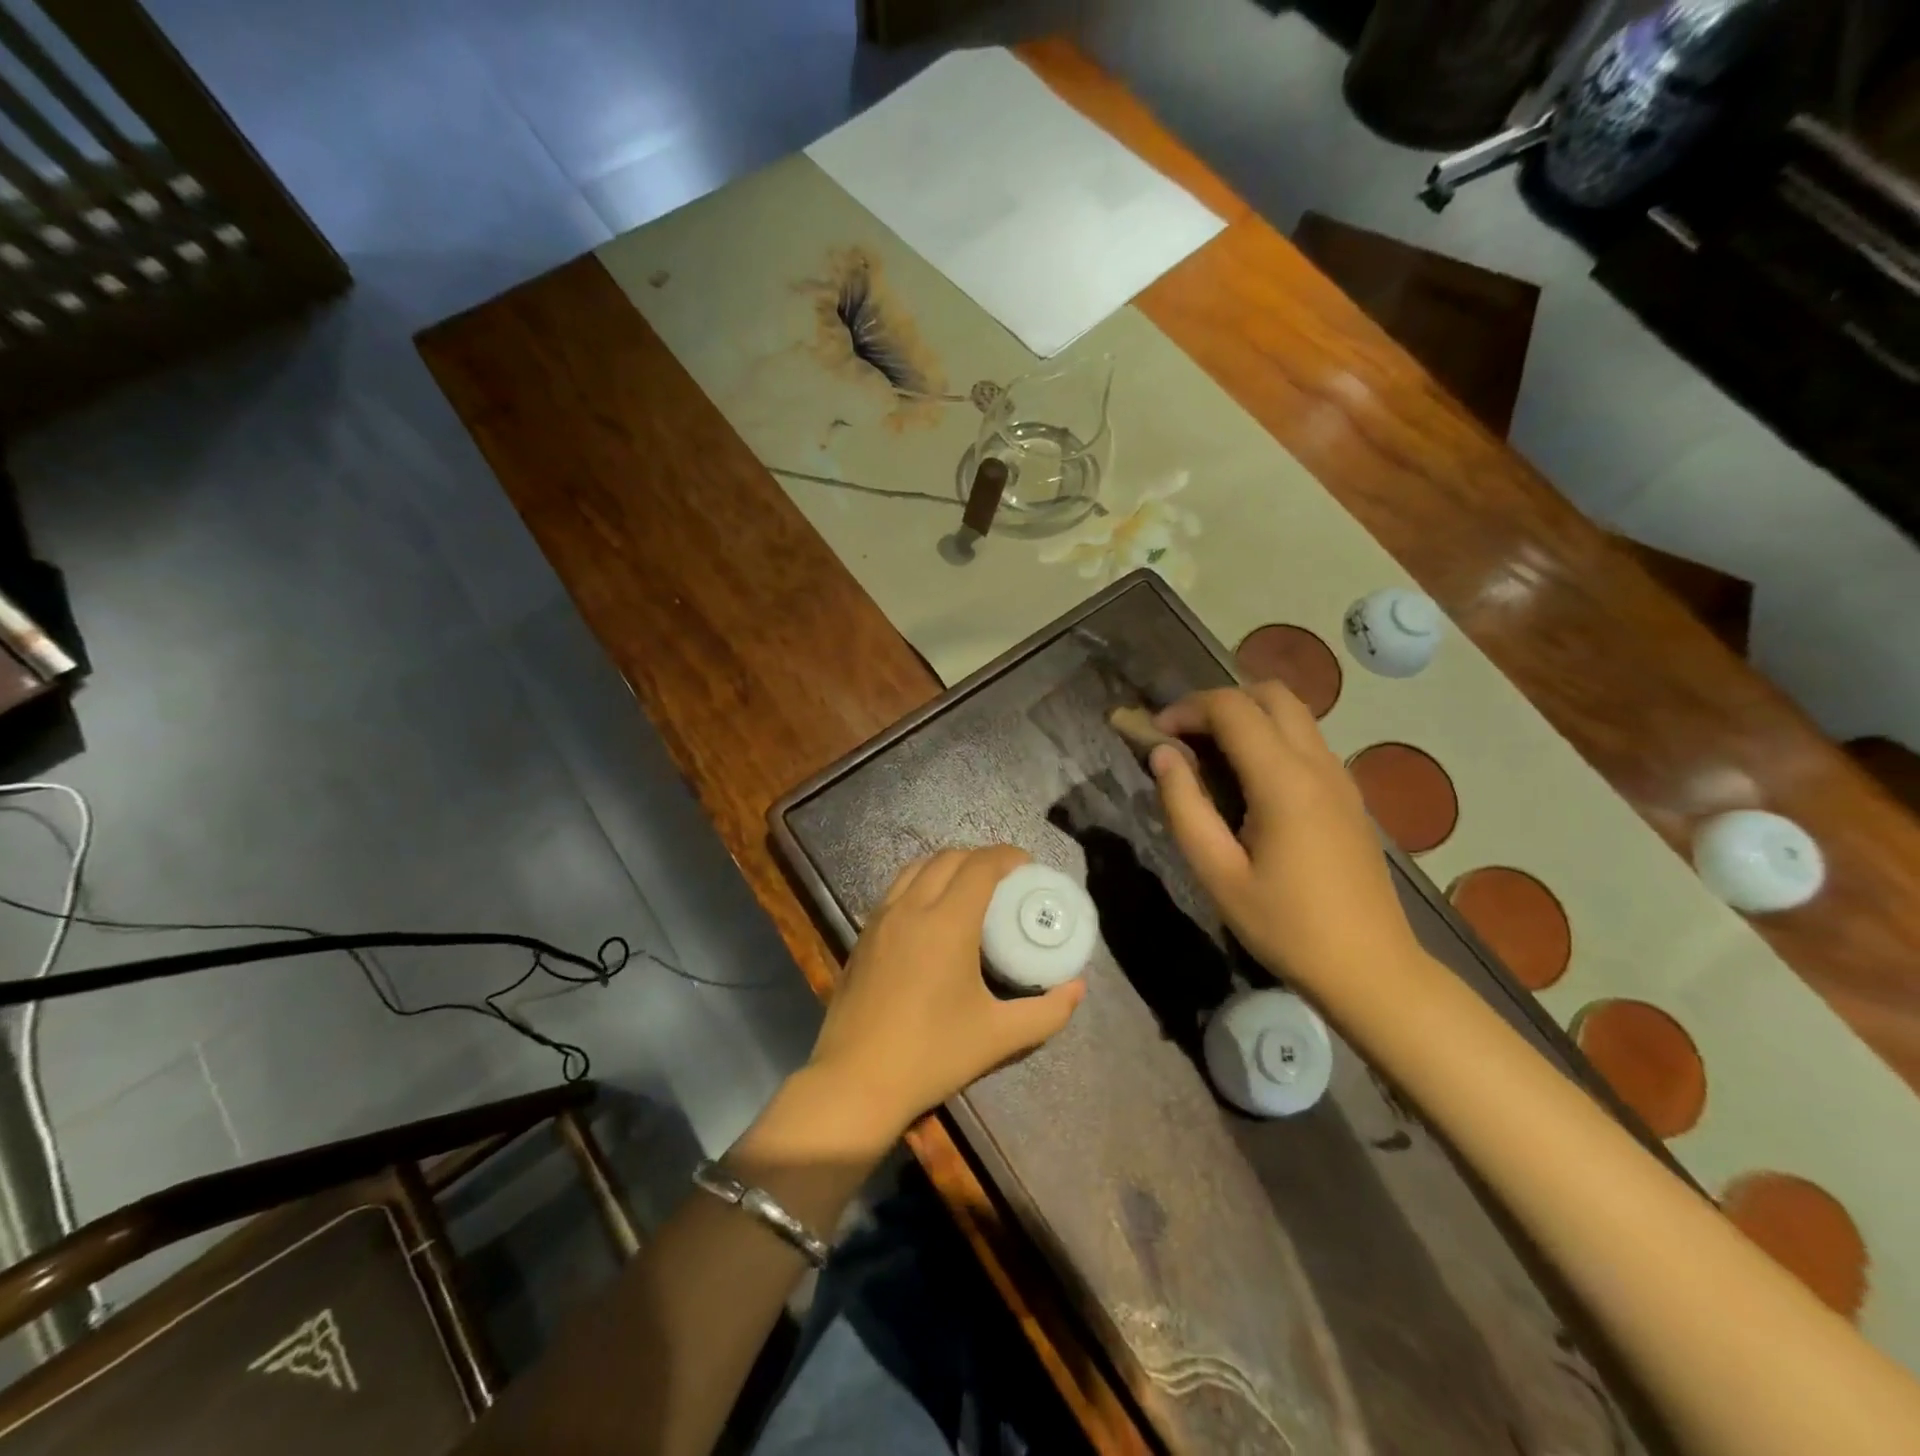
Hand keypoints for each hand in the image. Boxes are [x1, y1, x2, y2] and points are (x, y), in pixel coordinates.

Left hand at [806, 845, 1087, 1143]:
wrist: (855, 1080)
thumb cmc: (931, 1055)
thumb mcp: (999, 1037)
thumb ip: (1046, 1012)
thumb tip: (1077, 988)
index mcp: (947, 923)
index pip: (980, 866)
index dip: (1007, 856)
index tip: (1028, 867)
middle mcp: (911, 908)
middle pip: (949, 858)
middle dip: (980, 858)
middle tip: (1005, 880)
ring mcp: (881, 918)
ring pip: (917, 867)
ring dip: (948, 866)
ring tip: (969, 888)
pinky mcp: (863, 934)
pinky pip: (897, 889)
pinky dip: (921, 882)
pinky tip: (931, 913)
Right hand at [1149, 684, 1420, 997]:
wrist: (1371, 969)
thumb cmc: (1286, 927)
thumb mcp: (1218, 874)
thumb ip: (1185, 806)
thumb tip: (1162, 755)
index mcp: (1284, 781)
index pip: (1232, 708)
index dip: (1186, 709)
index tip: (1156, 736)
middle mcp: (1318, 764)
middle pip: (1270, 694)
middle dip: (1219, 702)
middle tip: (1184, 737)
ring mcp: (1340, 778)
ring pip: (1293, 714)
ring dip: (1247, 717)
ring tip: (1209, 755)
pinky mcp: (1349, 796)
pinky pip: (1307, 741)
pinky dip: (1270, 737)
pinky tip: (1248, 781)